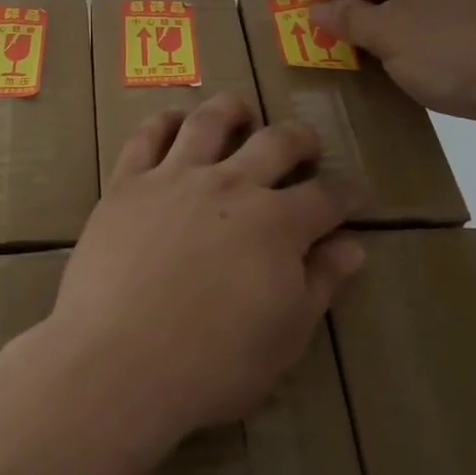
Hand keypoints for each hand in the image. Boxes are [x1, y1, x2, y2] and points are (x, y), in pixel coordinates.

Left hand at [43, 94, 361, 448]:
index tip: (355, 193)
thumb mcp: (285, 337)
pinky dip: (164, 121)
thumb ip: (320, 284)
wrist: (121, 360)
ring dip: (231, 110)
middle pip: (274, 143)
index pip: (324, 198)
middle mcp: (229, 185)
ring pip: (209, 122)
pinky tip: (173, 120)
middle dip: (299, 139)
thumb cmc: (213, 364)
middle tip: (305, 144)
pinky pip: (148, 136)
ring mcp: (175, 177)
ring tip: (240, 111)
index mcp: (276, 224)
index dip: (346, 194)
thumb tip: (352, 246)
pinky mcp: (129, 182)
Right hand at [309, 0, 475, 122]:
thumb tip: (317, 9)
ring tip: (371, 50)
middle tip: (342, 33)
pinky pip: (434, 13)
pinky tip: (410, 60)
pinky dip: (411, 29)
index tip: (323, 12)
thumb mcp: (385, 35)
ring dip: (383, 17)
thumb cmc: (447, 52)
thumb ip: (346, 18)